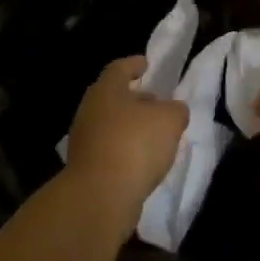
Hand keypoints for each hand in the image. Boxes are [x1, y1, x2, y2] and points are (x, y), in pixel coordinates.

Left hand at [64, 57, 188, 217]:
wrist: (100, 196)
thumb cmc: (135, 145)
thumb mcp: (169, 120)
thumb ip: (175, 110)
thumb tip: (173, 111)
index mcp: (106, 90)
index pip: (119, 68)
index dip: (134, 64)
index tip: (146, 64)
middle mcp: (90, 110)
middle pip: (113, 97)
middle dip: (135, 98)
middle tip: (155, 101)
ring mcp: (84, 140)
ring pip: (111, 123)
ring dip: (131, 125)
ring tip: (154, 133)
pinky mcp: (86, 167)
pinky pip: (109, 148)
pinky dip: (125, 148)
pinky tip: (143, 158)